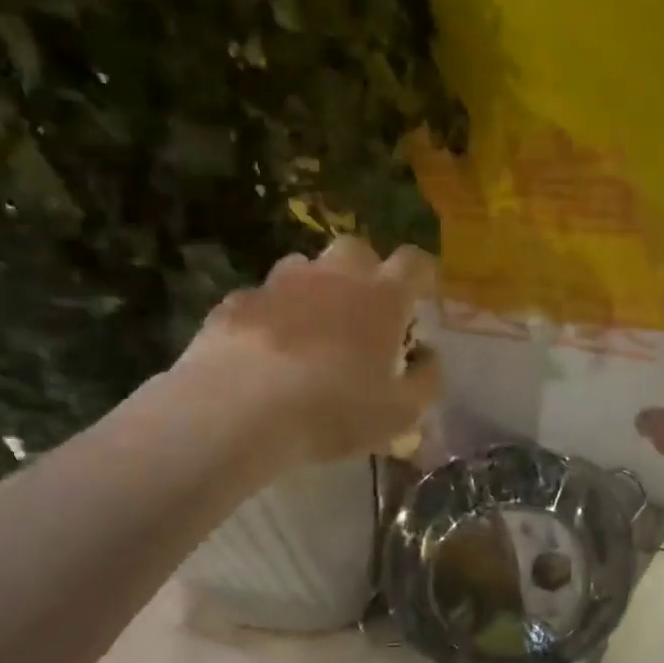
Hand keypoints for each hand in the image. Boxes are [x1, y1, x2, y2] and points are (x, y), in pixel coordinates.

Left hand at [175, 237, 441, 468]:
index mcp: (382, 296)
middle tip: (366, 313)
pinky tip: (265, 352)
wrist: (238, 413)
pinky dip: (271, 316)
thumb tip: (428, 355)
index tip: (422, 301)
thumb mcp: (403, 412)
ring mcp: (279, 285)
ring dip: (315, 289)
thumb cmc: (335, 410)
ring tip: (313, 330)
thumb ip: (427, 378)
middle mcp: (334, 277)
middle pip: (357, 250)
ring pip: (304, 267)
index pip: (415, 262)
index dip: (423, 277)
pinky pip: (261, 299)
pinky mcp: (235, 303)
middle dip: (366, 272)